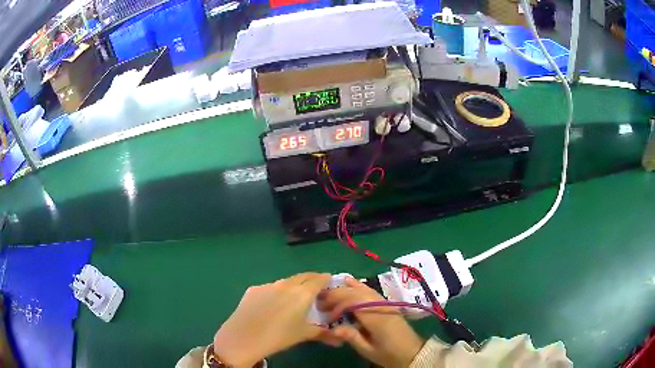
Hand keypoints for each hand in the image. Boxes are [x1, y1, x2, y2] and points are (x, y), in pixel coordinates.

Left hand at [213, 273, 330, 367]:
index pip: (319, 279)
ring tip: (294, 298)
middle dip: (312, 280)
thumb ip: (323, 333)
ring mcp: (268, 285)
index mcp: (302, 293)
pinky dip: (276, 292)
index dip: (326, 280)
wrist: (245, 337)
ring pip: (286, 281)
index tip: (330, 283)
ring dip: (294, 285)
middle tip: (316, 289)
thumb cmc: (280, 336)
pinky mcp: (253, 289)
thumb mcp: (304, 334)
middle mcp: (286, 284)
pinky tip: (272, 305)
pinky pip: (270, 287)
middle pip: (303, 276)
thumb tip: (339, 340)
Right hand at [318, 277, 423, 367]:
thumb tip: (333, 328)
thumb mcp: (369, 350)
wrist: (412, 352)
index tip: (326, 316)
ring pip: (363, 290)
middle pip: (355, 293)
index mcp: (375, 318)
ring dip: (344, 289)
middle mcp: (380, 306)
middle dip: (336, 294)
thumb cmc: (388, 354)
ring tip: (328, 291)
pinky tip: (350, 281)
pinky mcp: (386, 304)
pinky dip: (359, 285)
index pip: (352, 302)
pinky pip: (371, 291)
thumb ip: (352, 337)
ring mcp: (384, 303)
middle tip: (321, 302)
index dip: (336, 306)